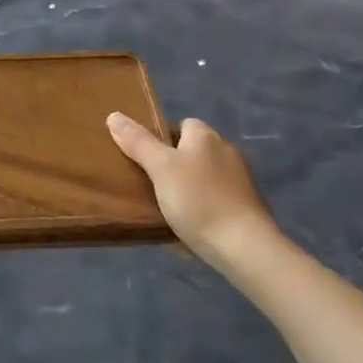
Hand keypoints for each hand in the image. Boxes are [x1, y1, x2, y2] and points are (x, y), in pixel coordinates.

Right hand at [108, 114, 277, 269]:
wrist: (245, 248)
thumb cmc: (198, 201)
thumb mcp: (160, 168)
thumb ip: (138, 142)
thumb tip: (114, 115)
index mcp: (206, 136)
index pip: (182, 125)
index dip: (163, 139)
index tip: (147, 161)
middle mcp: (226, 151)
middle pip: (193, 151)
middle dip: (175, 166)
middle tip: (152, 186)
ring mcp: (241, 181)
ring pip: (205, 177)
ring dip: (190, 189)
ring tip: (169, 209)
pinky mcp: (248, 208)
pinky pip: (218, 201)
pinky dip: (205, 209)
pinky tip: (192, 227)